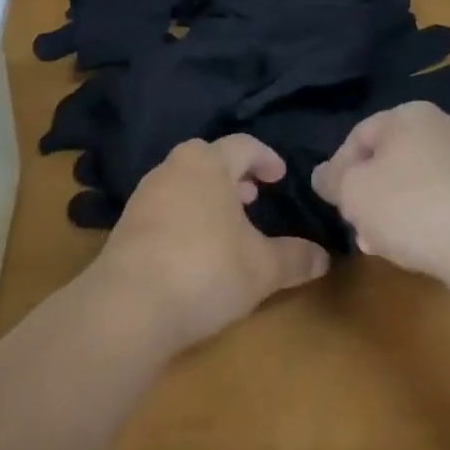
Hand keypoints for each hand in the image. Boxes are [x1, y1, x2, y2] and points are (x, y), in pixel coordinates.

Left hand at [91, 135, 330, 352]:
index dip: (265, 158)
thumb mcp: (262, 269)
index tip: (279, 176)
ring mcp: (145, 194)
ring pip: (184, 181)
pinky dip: (184, 215)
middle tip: (252, 196)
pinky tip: (193, 248)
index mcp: (208, 163)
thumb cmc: (206, 270)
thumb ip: (294, 259)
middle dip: (233, 175)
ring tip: (225, 224)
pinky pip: (164, 206)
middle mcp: (174, 167)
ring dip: (207, 195)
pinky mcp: (126, 223)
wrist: (129, 304)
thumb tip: (324, 258)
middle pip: (208, 158)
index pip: (243, 145)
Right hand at [311, 101, 449, 287]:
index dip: (338, 170)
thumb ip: (332, 180)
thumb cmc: (410, 205)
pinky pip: (438, 205)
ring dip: (389, 214)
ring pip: (410, 186)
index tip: (333, 202)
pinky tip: (411, 251)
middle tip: (355, 225)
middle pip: (386, 161)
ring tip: (378, 246)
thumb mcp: (353, 191)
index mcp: (408, 114)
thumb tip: (322, 176)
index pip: (358, 136)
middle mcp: (440, 129)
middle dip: (366, 195)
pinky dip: (420, 224)